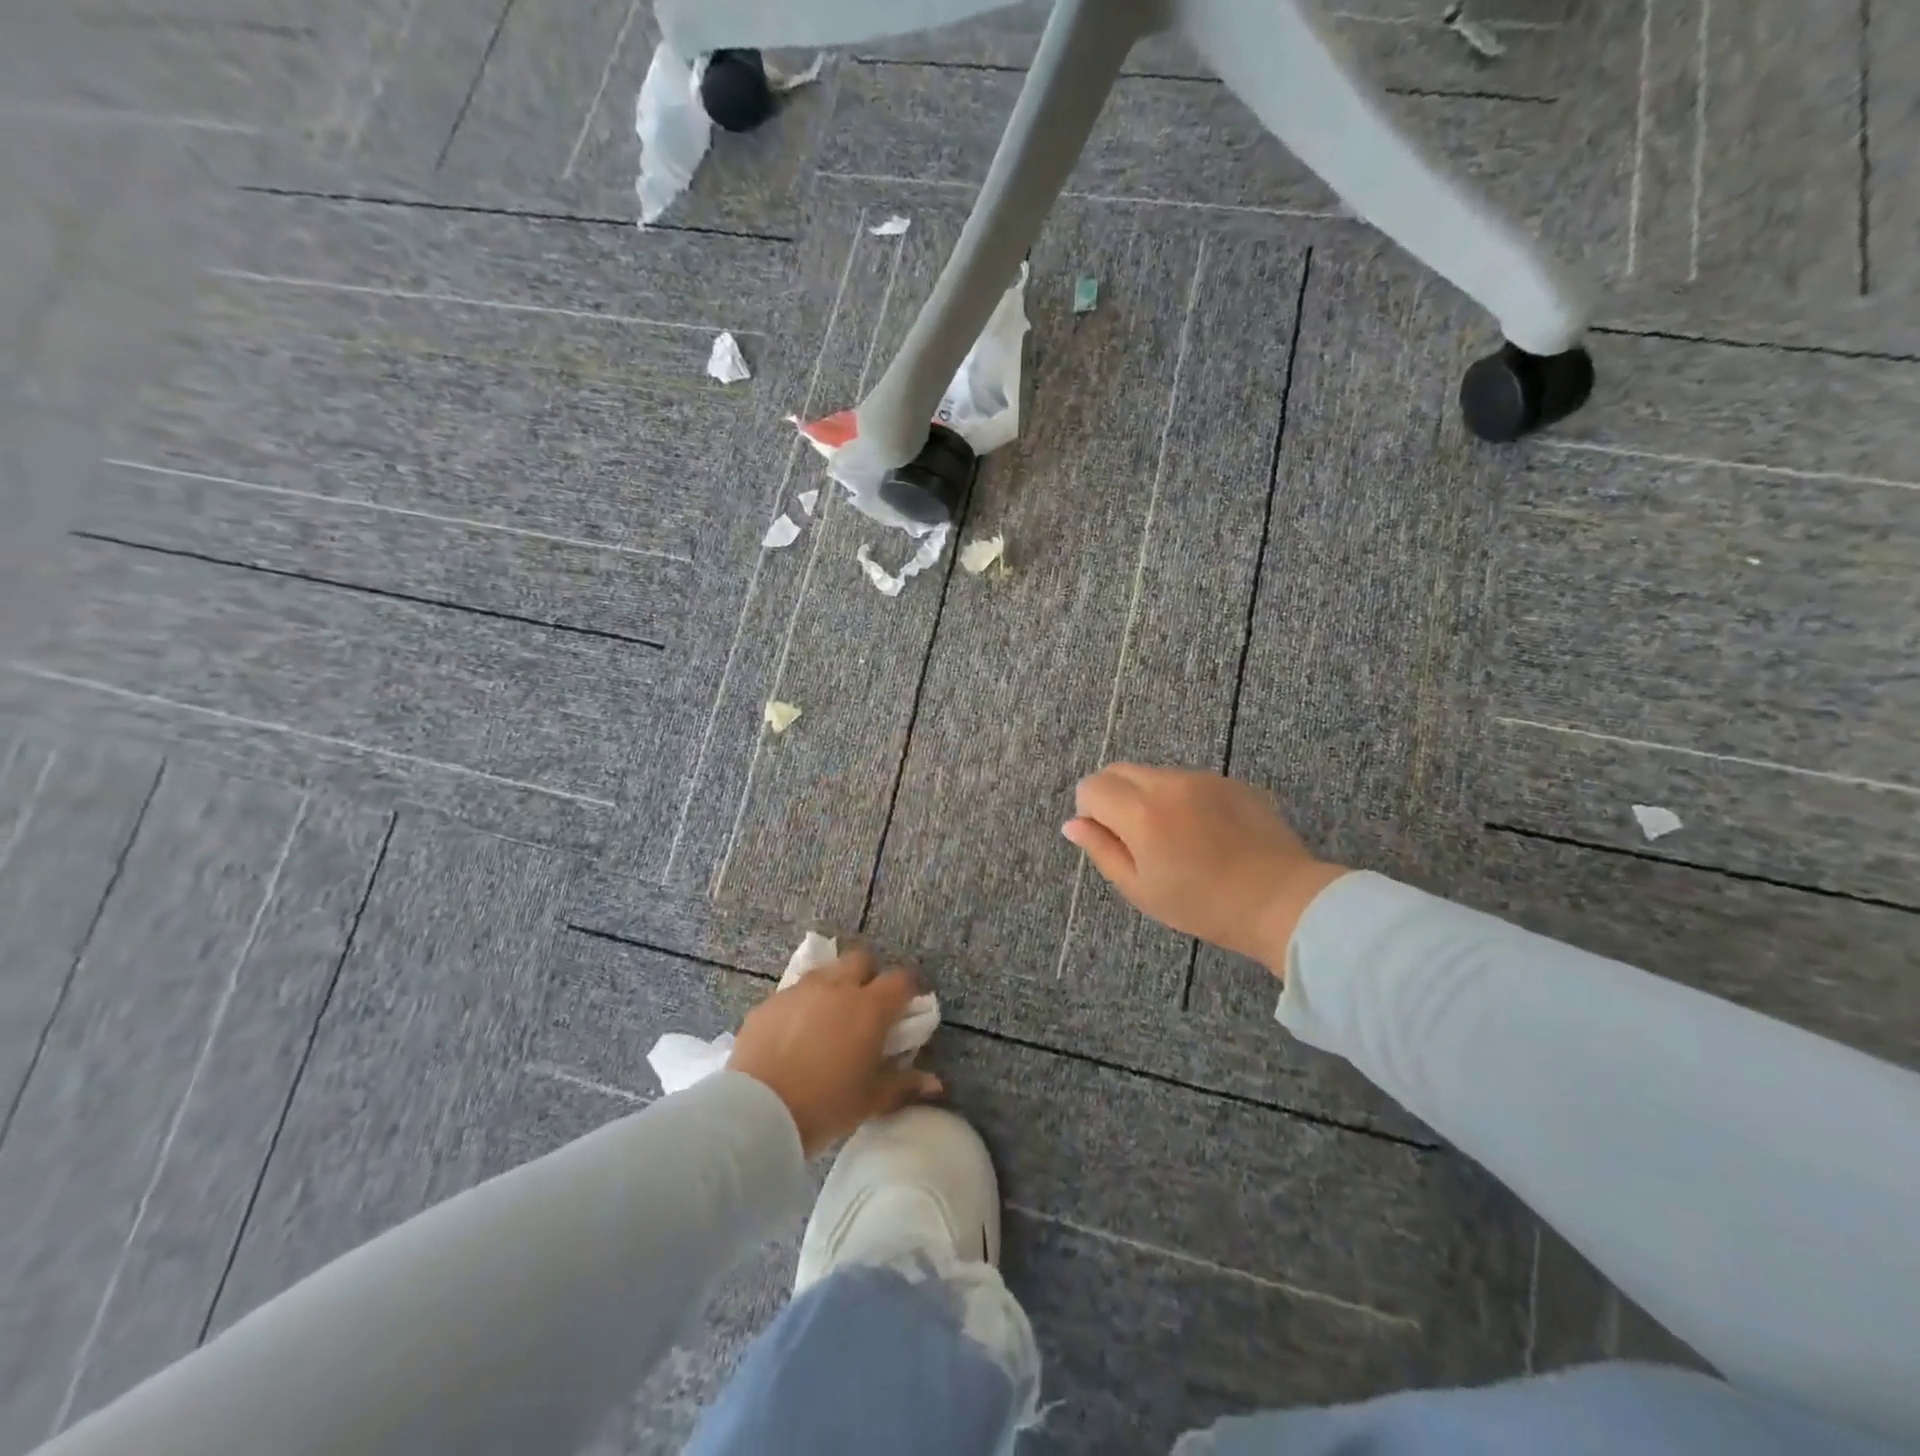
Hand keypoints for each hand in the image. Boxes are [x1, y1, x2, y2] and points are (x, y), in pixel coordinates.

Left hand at [727, 946, 941, 1155]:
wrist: (757, 1112)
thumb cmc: (824, 1106)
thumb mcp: (870, 1100)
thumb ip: (904, 1085)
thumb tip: (935, 1084)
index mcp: (870, 1007)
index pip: (901, 979)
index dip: (907, 990)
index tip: (905, 1009)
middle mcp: (837, 987)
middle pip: (861, 959)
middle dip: (868, 975)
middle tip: (865, 1008)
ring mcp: (800, 990)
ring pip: (825, 972)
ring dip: (833, 986)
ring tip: (828, 1019)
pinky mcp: (770, 1002)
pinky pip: (793, 993)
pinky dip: (801, 1005)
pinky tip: (794, 1034)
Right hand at [1063, 764, 1348, 975]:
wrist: (1281, 900)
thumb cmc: (1202, 905)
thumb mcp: (1140, 888)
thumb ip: (1101, 850)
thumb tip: (1073, 824)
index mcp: (1140, 812)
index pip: (1091, 787)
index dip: (1090, 812)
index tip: (1110, 839)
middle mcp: (1167, 783)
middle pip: (1118, 771)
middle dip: (1114, 797)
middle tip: (1136, 839)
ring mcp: (1202, 778)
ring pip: (1155, 775)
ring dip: (1150, 797)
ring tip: (1177, 839)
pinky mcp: (1231, 781)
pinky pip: (1190, 781)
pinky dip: (1184, 799)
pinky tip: (1207, 834)